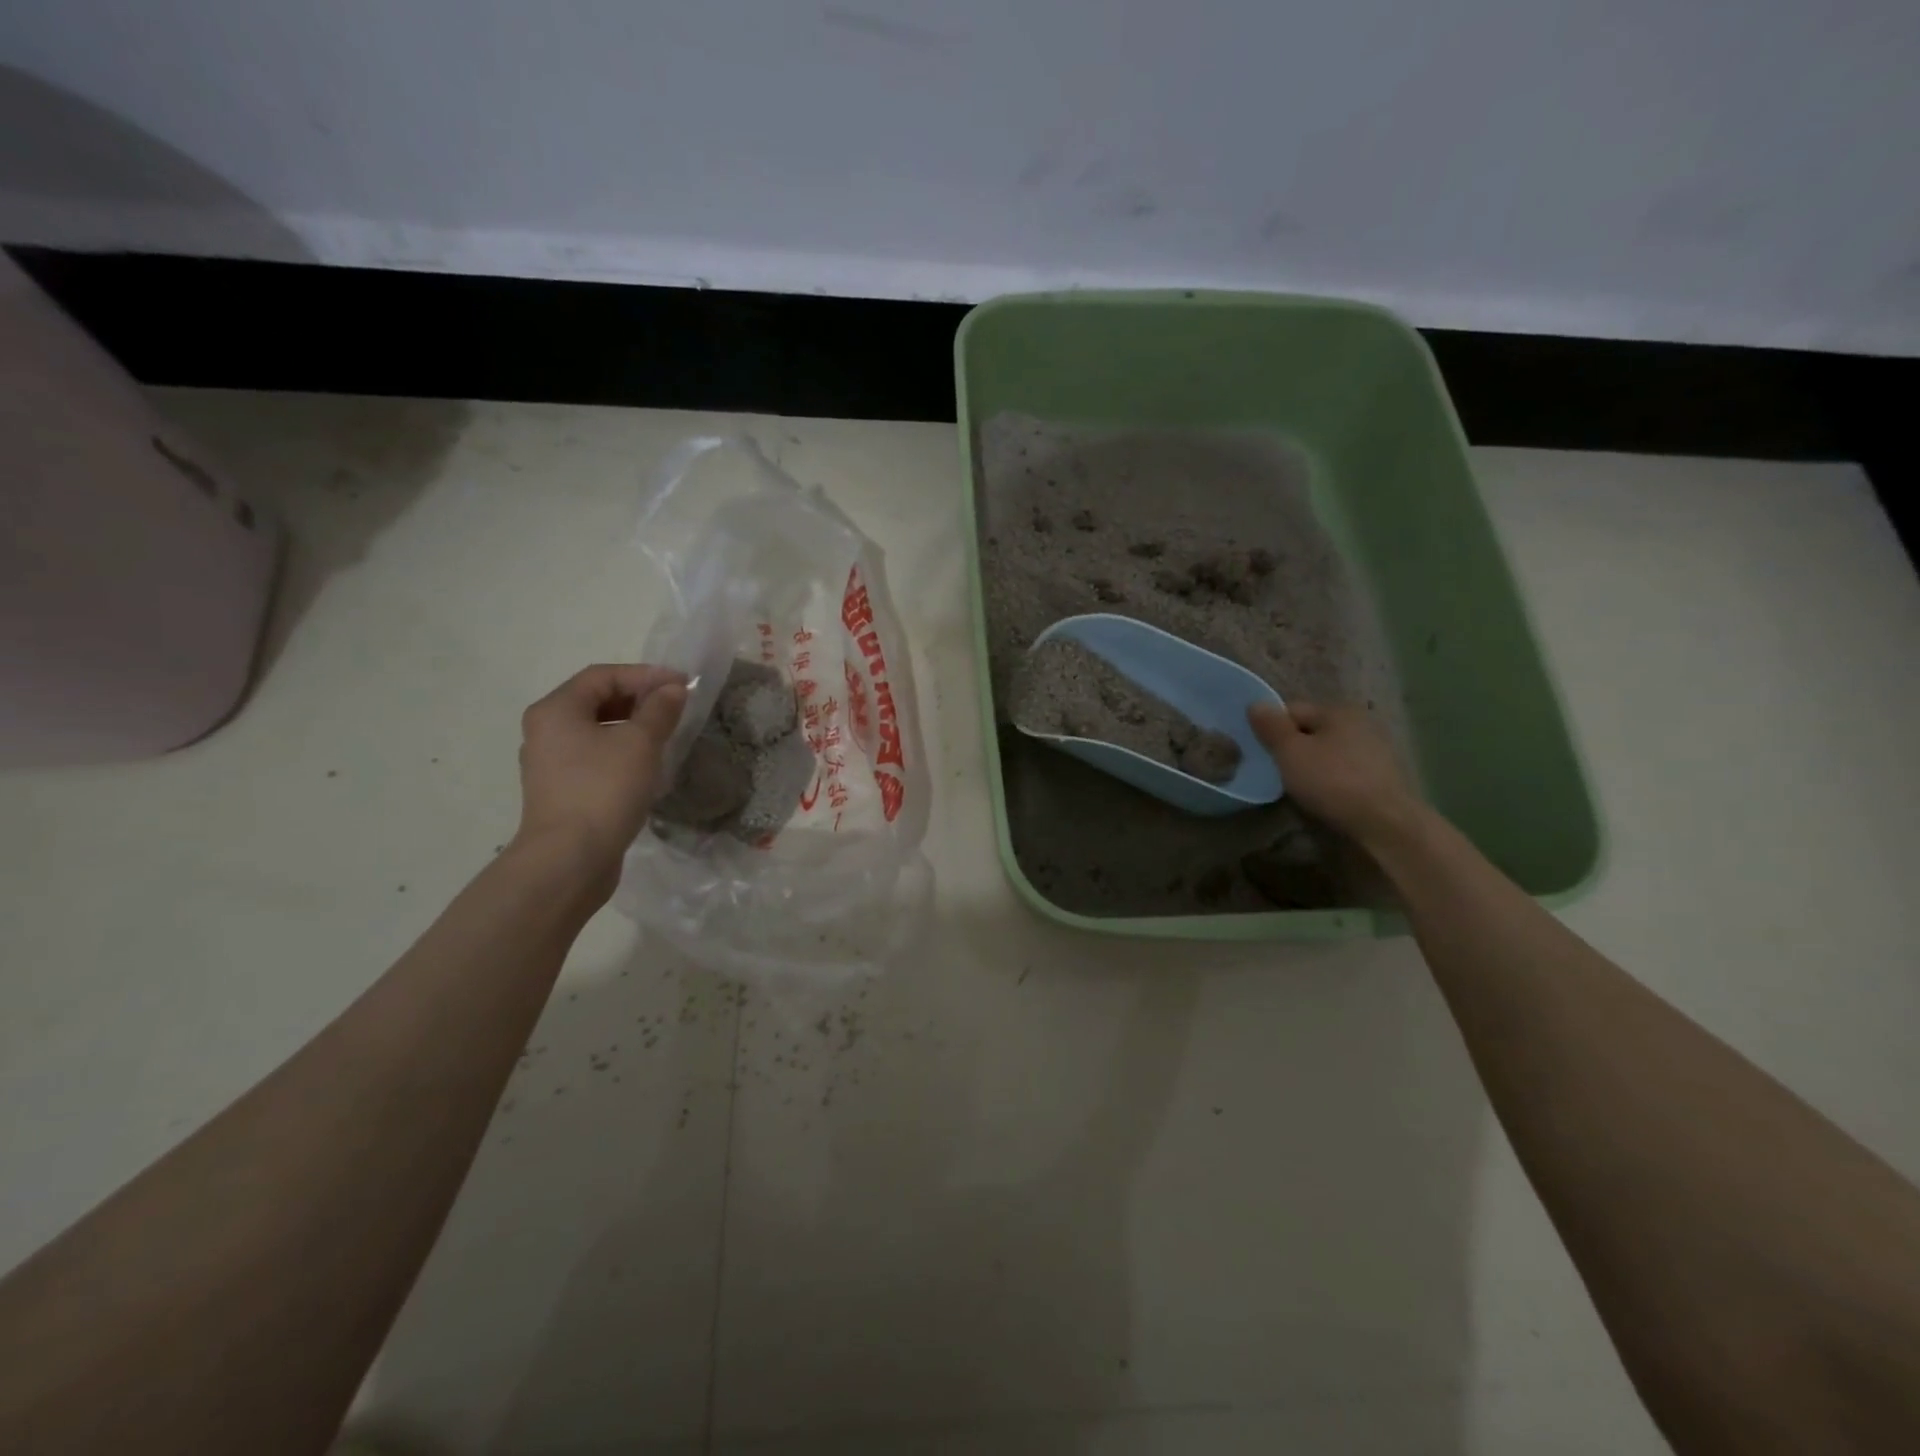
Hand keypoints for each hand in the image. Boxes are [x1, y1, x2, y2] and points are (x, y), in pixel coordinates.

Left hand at [514, 664, 686, 881]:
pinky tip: (647, 764)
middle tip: (676, 706)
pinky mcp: (563, 790)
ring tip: (667, 733)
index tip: (683, 684)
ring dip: (633, 726)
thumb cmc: (604, 790)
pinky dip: (622, 751)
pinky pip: (595, 756)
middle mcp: (546, 730)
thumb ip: (659, 710)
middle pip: (596, 700)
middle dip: (639, 699)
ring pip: (597, 730)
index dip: (645, 674)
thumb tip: (672, 690)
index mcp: (556, 710)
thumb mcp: (640, 743)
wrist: (570, 860)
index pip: (603, 676)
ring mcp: (551, 763)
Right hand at [1248, 701, 1418, 846]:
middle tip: (1277, 772)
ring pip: (1328, 750)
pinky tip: (1325, 795)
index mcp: (1337, 710)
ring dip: (1312, 764)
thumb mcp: (1290, 752)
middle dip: (1292, 747)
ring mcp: (1376, 748)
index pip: (1291, 710)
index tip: (1262, 753)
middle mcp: (1360, 722)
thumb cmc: (1332, 781)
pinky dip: (1331, 778)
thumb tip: (1256, 704)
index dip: (1272, 729)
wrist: (1385, 822)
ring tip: (1299, 786)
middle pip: (1311, 730)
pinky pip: (1344, 769)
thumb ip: (1271, 727)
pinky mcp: (1383, 774)